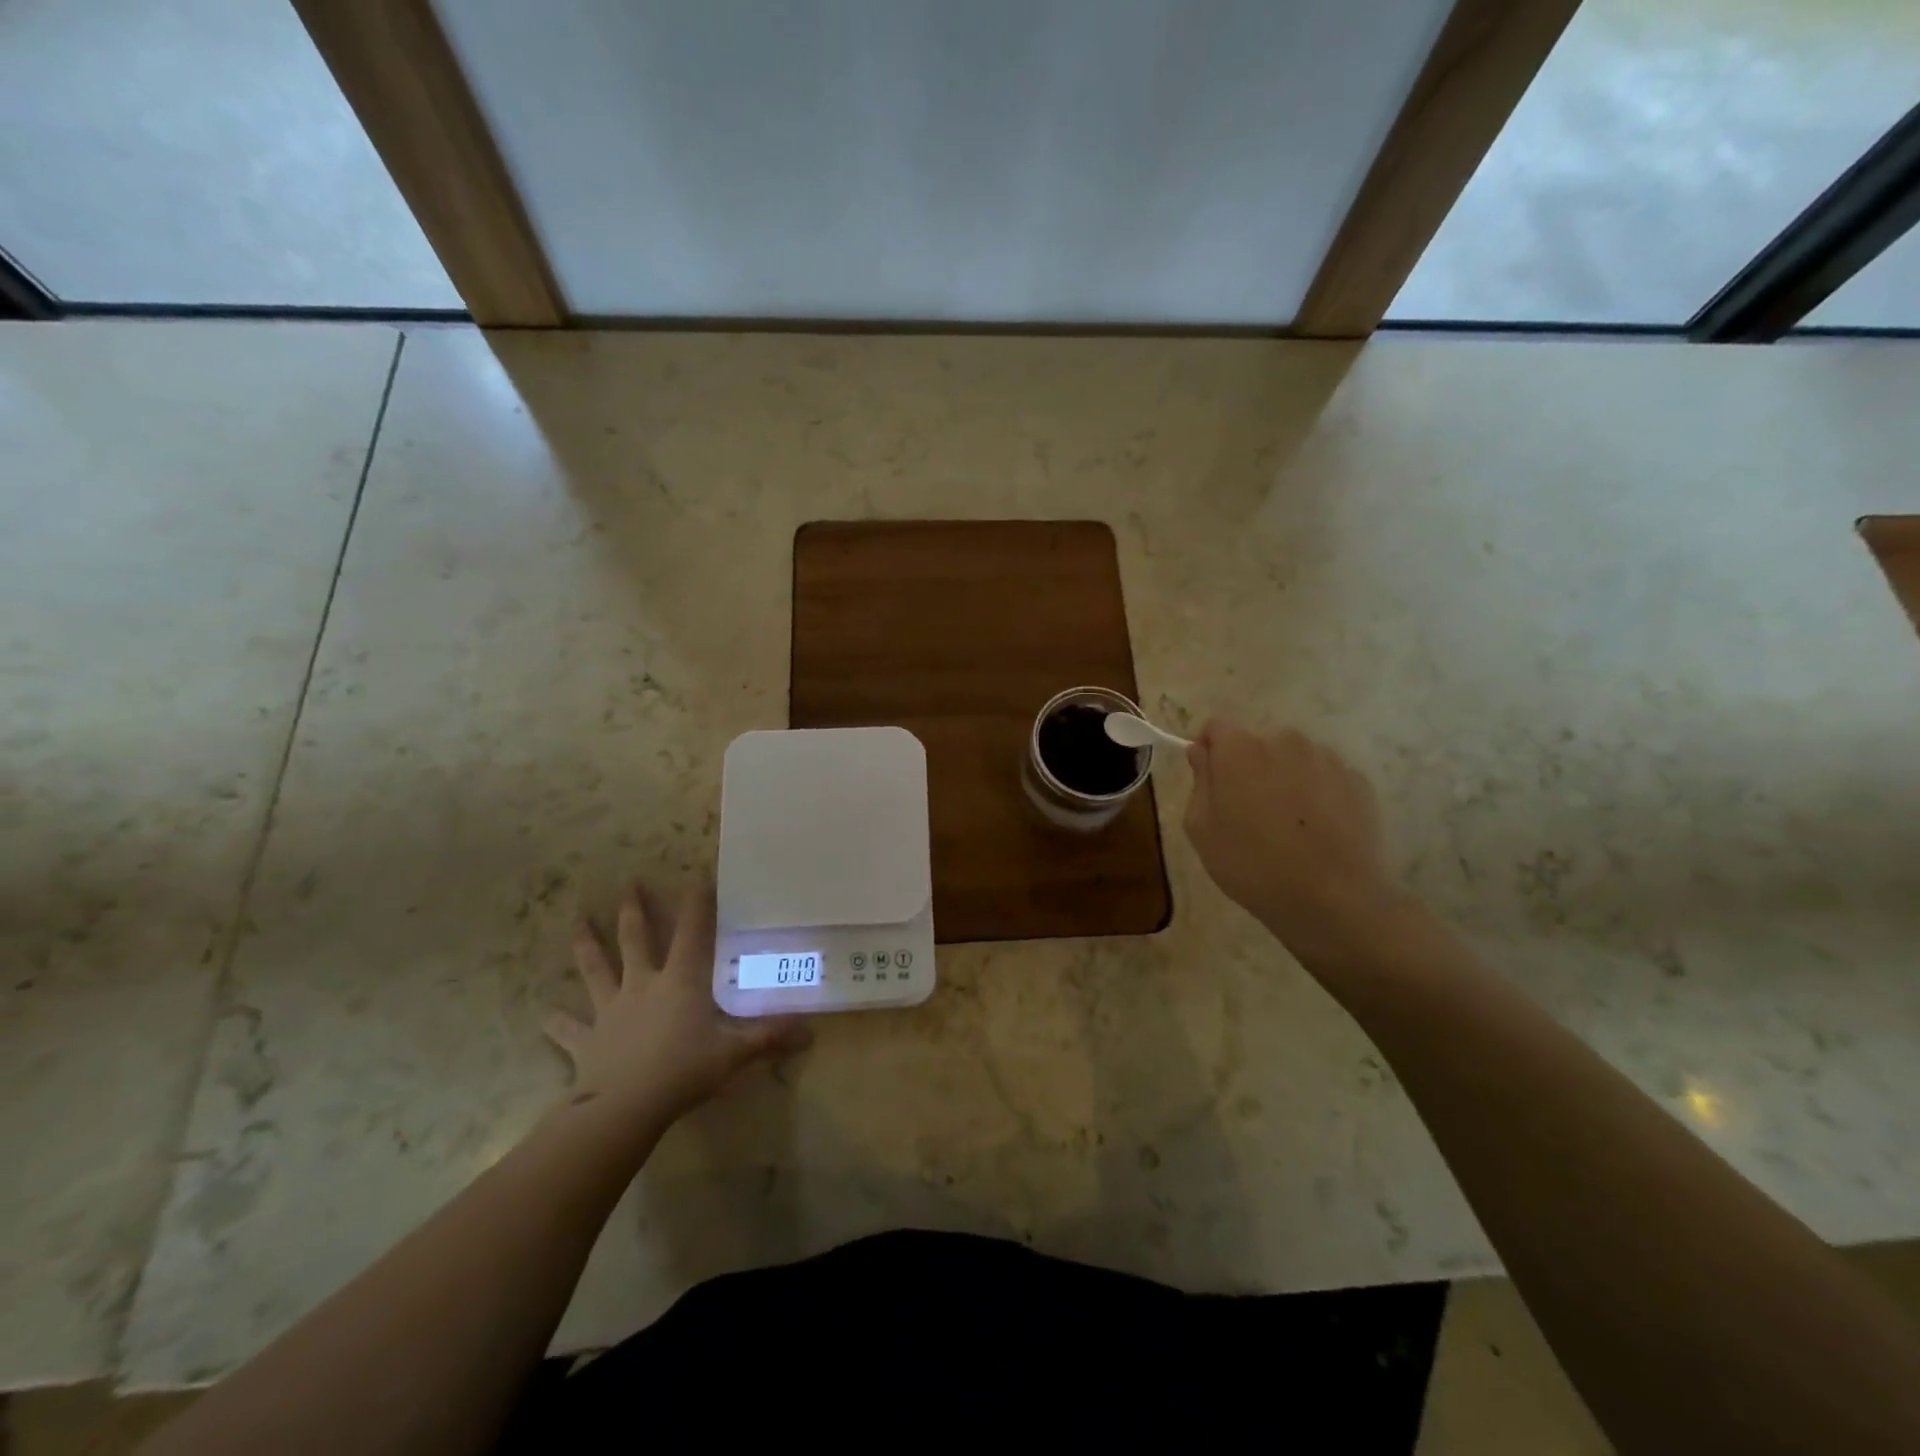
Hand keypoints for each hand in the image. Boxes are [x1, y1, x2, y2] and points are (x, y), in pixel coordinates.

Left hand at [544, 880, 810, 1123]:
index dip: (697, 903)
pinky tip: (542, 1013)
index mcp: (681, 981)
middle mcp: (643, 985)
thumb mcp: (734, 1053)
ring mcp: (611, 1010)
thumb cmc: (684, 1071)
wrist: (625, 1108)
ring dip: (587, 946)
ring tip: (576, 923)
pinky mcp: (587, 1040)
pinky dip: (556, 1021)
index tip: (697, 875)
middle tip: (628, 885)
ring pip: (596, 970)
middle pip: (636, 939)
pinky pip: (569, 1028)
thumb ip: (770, 1038)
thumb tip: (810, 1033)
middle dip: (633, 911)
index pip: (693, 932)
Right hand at [1184, 721, 1416, 969]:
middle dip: (1249, 767)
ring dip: (1285, 779)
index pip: (1216, 728)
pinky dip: (1317, 794)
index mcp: (1240, 749)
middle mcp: (1285, 740)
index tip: (1212, 783)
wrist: (1334, 899)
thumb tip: (1202, 752)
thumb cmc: (1252, 865)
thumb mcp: (1201, 829)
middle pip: (1258, 743)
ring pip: (1293, 759)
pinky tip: (1317, 832)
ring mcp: (1327, 759)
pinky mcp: (1358, 781)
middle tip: (1249, 812)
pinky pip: (1325, 778)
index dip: (1210, 751)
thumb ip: (1199, 781)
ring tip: (1288, 826)